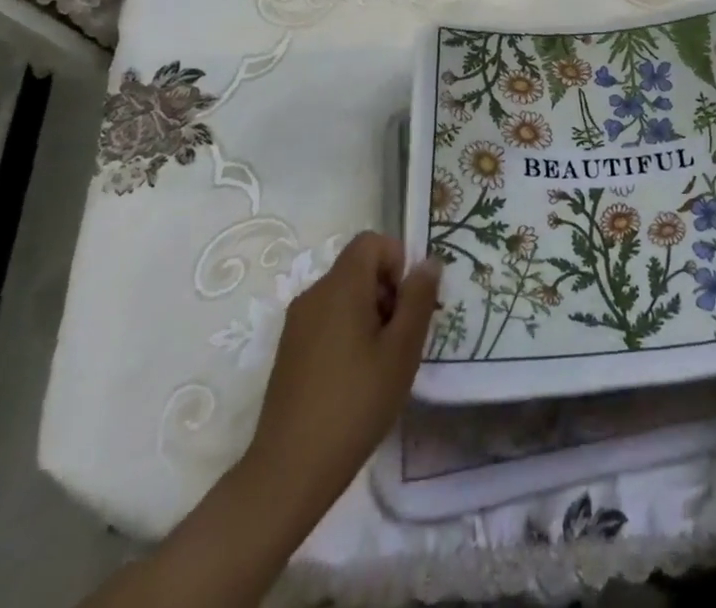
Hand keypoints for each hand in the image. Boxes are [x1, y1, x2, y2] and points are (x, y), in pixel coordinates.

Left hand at [242, 232, 439, 516]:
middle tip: (401, 338)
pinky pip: (327, 320)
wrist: (288, 473)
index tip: (407, 303)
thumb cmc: (354, 404)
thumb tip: (428, 262)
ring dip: (369, 314)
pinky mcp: (289, 351)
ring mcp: (297, 324)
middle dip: (387, 291)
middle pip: (358, 268)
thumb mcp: (402, 350)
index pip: (371, 242)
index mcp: (340, 286)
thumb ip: (418, 299)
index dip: (397, 260)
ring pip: (343, 296)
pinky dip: (348, 333)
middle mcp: (313, 294)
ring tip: (381, 363)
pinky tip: (356, 379)